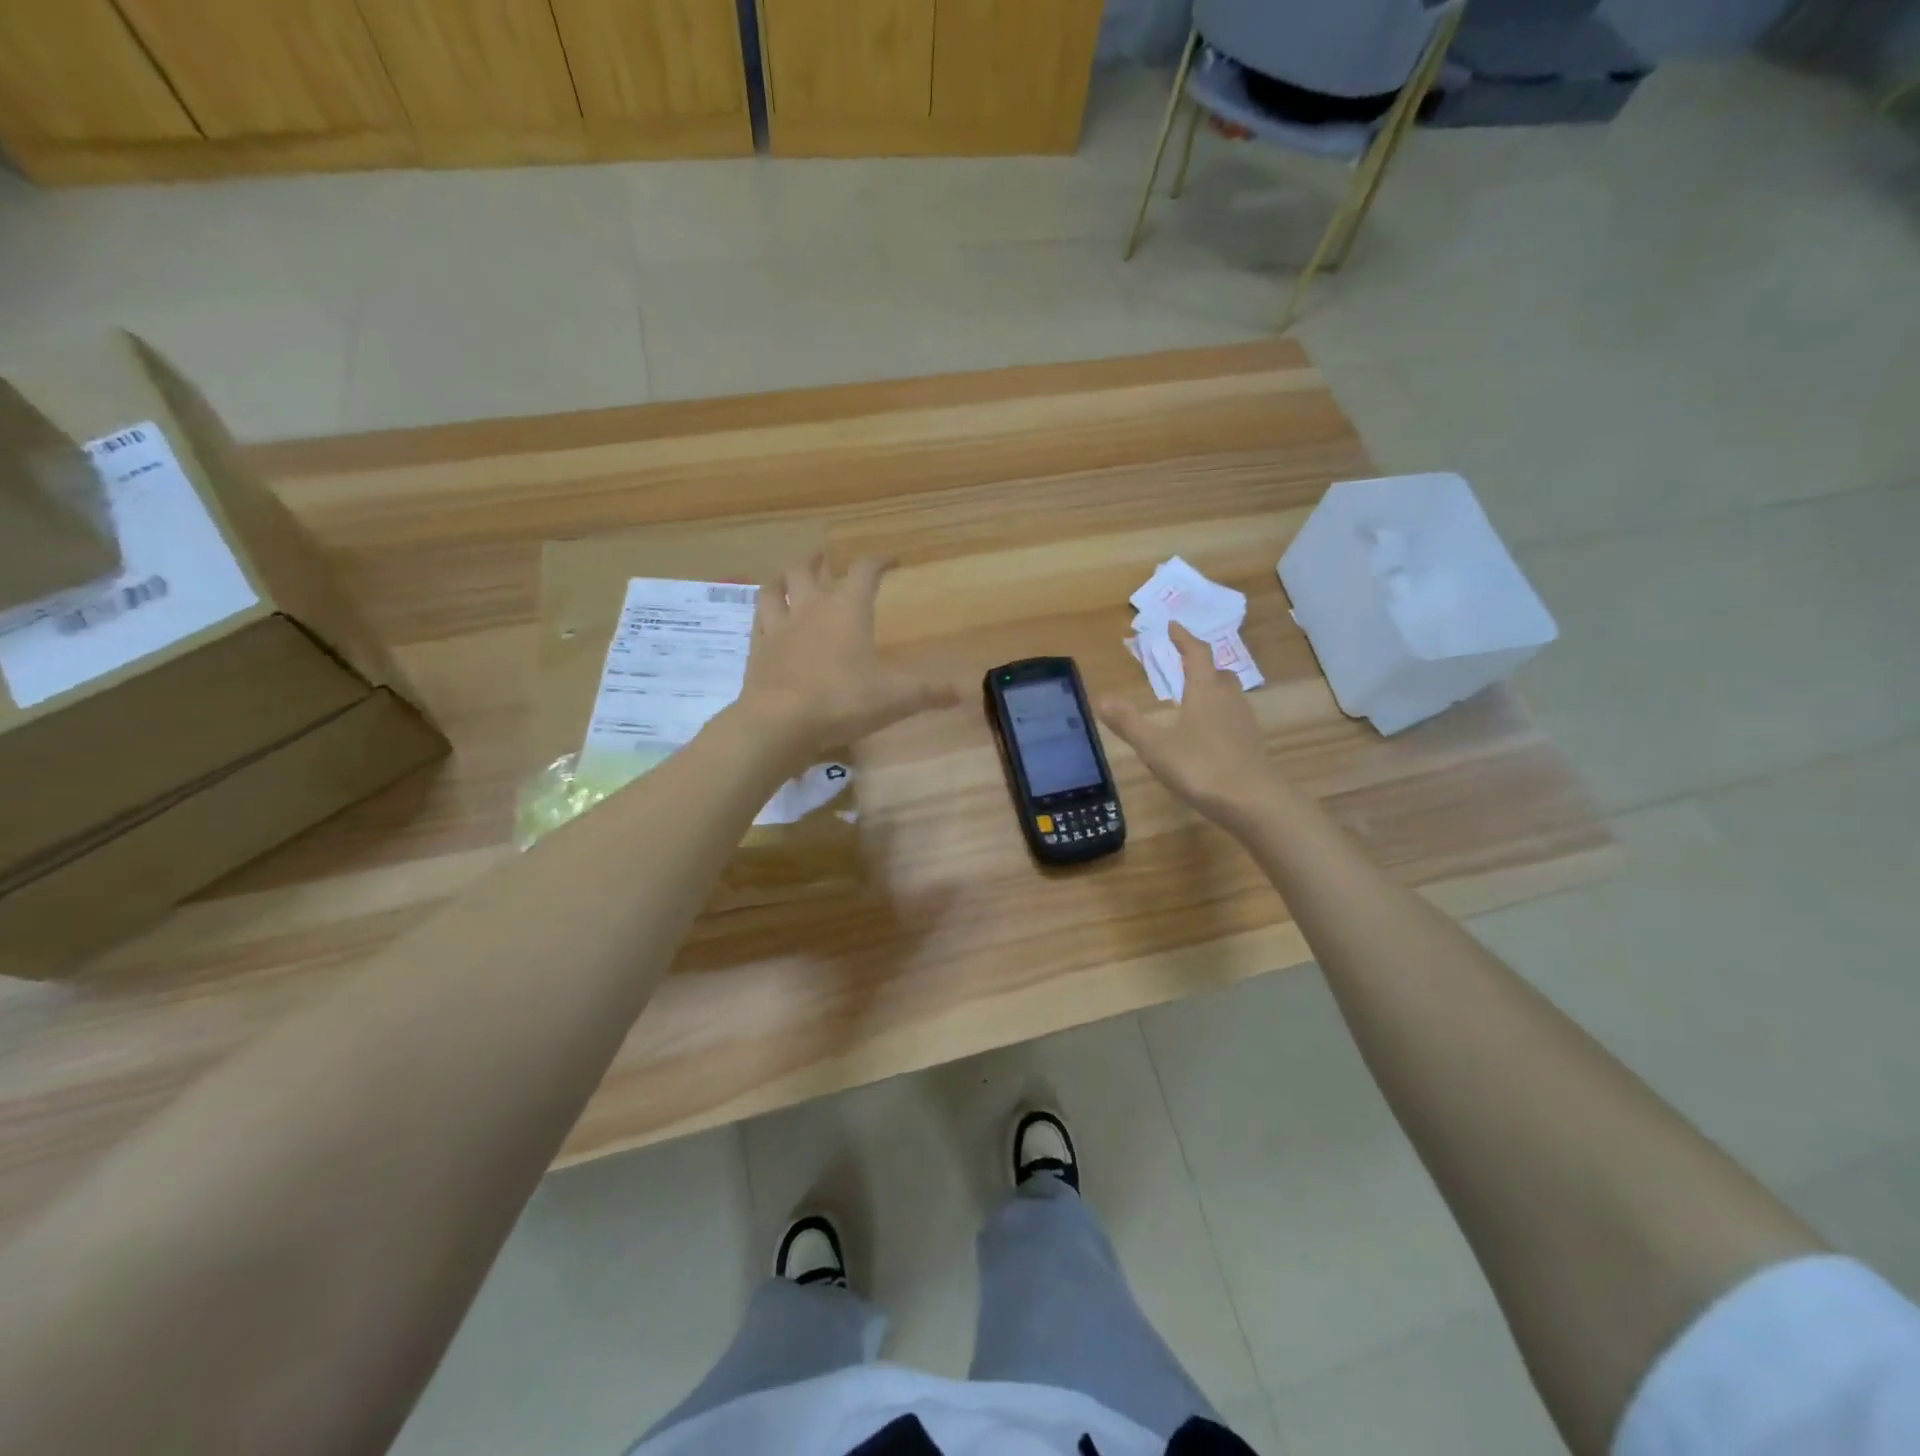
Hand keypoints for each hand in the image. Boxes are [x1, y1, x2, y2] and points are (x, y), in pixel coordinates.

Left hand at [738, 555, 957, 759]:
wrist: (780, 723)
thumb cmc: (842, 701)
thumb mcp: (896, 698)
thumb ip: (931, 692)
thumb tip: (966, 690)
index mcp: (847, 609)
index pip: (864, 570)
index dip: (879, 560)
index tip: (892, 559)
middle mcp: (810, 608)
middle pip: (807, 569)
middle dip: (819, 561)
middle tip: (826, 559)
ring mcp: (779, 627)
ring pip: (775, 587)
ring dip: (784, 578)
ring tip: (790, 577)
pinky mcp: (757, 650)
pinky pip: (758, 619)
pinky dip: (765, 611)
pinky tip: (768, 618)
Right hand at [1098, 623, 1277, 829]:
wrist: (1253, 803)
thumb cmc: (1201, 768)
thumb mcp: (1155, 747)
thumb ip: (1129, 723)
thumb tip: (1102, 698)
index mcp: (1204, 691)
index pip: (1196, 654)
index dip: (1184, 638)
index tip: (1173, 626)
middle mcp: (1228, 700)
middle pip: (1218, 673)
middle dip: (1202, 665)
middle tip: (1185, 665)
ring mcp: (1243, 723)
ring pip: (1229, 696)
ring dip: (1212, 691)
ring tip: (1192, 700)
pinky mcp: (1251, 745)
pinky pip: (1233, 719)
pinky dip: (1218, 717)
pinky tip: (1206, 735)